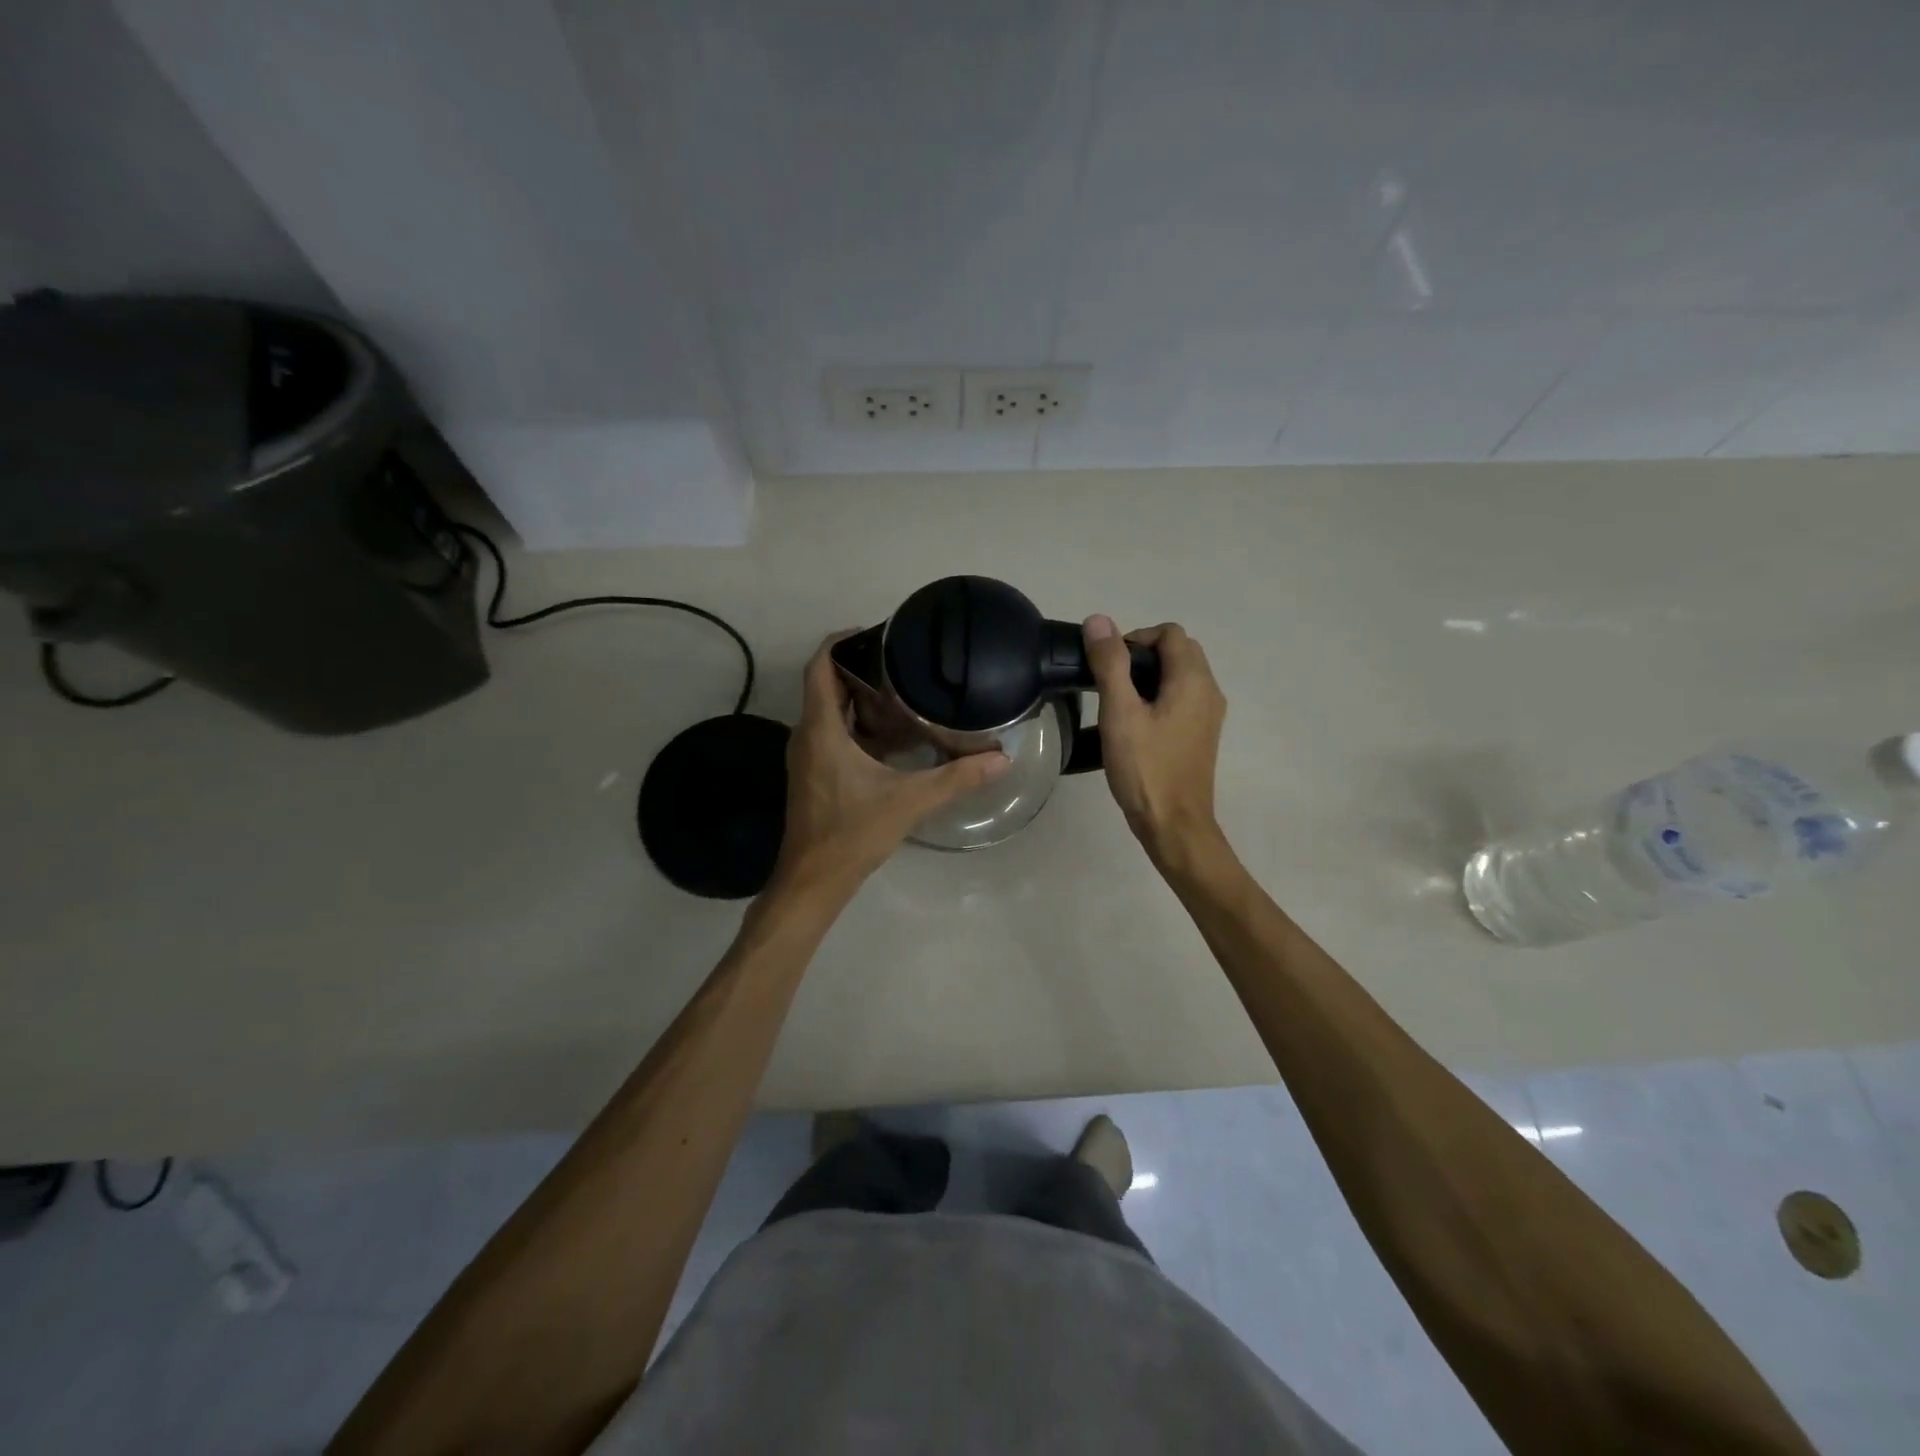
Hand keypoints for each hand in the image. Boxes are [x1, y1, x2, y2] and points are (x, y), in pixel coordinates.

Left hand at [771, 634, 1009, 897]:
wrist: (813, 881)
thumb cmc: (852, 834)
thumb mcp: (909, 802)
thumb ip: (956, 778)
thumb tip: (1000, 758)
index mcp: (821, 730)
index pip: (819, 667)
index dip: (839, 642)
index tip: (874, 632)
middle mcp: (807, 735)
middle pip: (826, 685)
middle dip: (859, 668)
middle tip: (901, 661)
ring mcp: (808, 756)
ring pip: (829, 711)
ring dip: (859, 698)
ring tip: (901, 690)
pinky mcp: (815, 774)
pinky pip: (833, 733)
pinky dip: (857, 724)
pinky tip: (892, 735)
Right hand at [1082, 616, 1227, 868]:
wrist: (1174, 824)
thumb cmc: (1145, 768)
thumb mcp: (1119, 713)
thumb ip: (1110, 664)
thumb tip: (1099, 621)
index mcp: (1193, 679)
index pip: (1169, 634)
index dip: (1135, 638)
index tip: (1107, 665)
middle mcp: (1209, 690)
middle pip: (1179, 651)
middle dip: (1143, 655)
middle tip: (1110, 680)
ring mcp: (1209, 714)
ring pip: (1182, 675)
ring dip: (1150, 675)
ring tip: (1118, 701)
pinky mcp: (1202, 734)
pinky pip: (1183, 698)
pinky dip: (1160, 695)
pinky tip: (1136, 723)